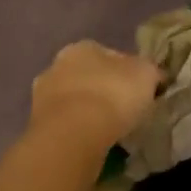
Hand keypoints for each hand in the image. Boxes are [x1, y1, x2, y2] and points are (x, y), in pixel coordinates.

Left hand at [28, 41, 161, 149]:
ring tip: (107, 133)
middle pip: (87, 76)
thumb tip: (154, 75)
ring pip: (73, 100)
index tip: (139, 93)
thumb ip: (151, 71)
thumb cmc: (112, 95)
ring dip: (87, 112)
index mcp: (83, 47)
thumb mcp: (146, 75)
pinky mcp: (36, 123)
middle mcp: (57, 64)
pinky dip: (76, 131)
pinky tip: (89, 143)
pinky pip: (64, 124)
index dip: (127, 73)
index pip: (110, 55)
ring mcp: (42, 94)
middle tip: (123, 112)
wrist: (73, 134)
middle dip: (102, 91)